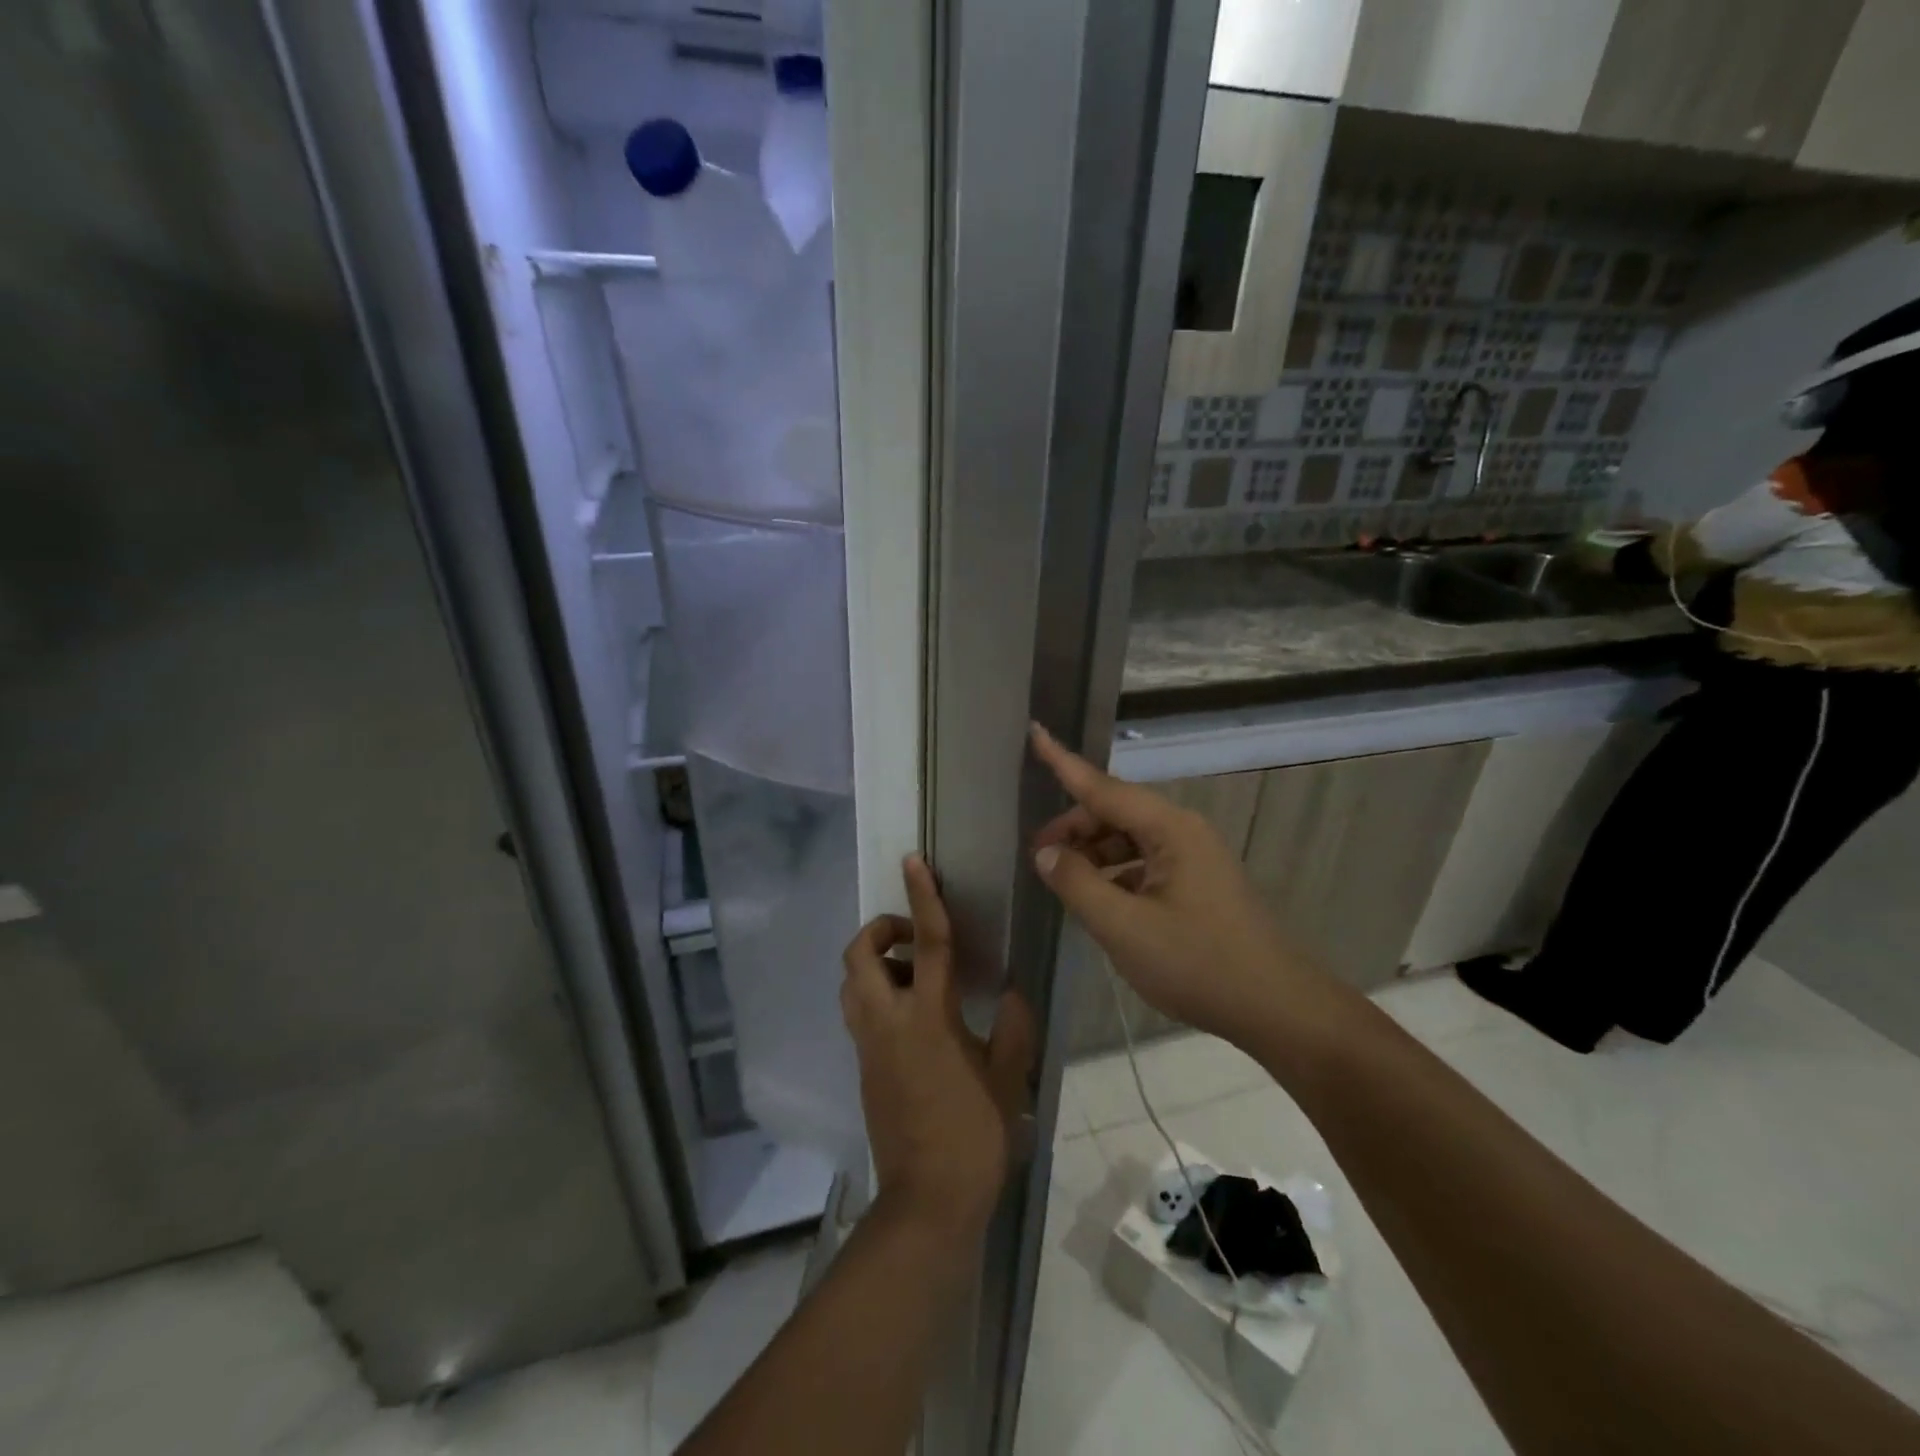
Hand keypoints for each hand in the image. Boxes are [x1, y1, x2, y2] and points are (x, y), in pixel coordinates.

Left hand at [841, 856, 1035, 1238]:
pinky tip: (913, 1017)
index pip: (925, 943)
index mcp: (928, 1017)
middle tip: (912, 938)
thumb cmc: (974, 1135)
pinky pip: (858, 1012)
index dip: (922, 897)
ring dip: (873, 963)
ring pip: (851, 983)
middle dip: (879, 930)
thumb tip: (1011, 992)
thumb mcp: (1008, 1078)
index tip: (914, 861)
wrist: (928, 1201)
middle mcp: (888, 1022)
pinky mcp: (862, 1067)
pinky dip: (876, 995)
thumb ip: (1012, 1027)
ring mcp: (868, 1045)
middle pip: (860, 955)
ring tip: (914, 976)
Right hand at [1028, 724, 1313, 1042]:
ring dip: (1093, 854)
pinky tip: (1099, 901)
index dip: (1063, 761)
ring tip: (1062, 881)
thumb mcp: (1124, 927)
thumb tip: (1046, 853)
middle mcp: (1183, 832)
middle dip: (1074, 828)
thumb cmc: (1198, 964)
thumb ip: (1077, 885)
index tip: (1036, 731)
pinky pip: (1145, 864)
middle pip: (1116, 813)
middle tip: (1037, 857)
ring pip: (1130, 840)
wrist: (1277, 1009)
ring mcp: (1195, 859)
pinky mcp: (1199, 885)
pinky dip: (1115, 874)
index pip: (1102, 786)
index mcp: (1170, 829)